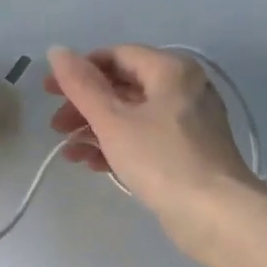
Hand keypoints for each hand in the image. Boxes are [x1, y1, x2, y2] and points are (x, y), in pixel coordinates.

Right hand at [45, 45, 266, 258]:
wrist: (217, 216)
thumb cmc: (161, 160)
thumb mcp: (113, 120)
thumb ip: (81, 85)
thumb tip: (57, 50)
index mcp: (171, 70)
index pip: (115, 55)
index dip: (78, 71)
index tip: (49, 92)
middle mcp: (184, 88)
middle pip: (123, 86)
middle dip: (84, 106)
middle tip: (56, 127)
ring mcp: (189, 122)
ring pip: (132, 115)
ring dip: (96, 130)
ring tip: (69, 153)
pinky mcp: (188, 152)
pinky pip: (145, 138)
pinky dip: (118, 146)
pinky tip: (93, 165)